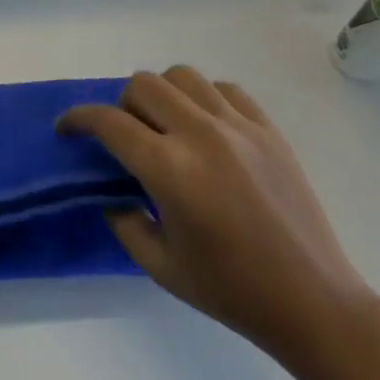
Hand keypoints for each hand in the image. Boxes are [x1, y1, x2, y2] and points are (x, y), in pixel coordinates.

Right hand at [59, 68, 375, 368]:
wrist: (313, 302)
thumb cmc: (230, 290)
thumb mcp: (158, 264)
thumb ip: (122, 220)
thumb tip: (110, 190)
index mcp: (171, 170)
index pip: (109, 122)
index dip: (78, 119)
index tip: (66, 129)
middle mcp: (202, 135)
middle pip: (143, 85)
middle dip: (120, 105)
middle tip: (122, 136)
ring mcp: (240, 128)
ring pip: (183, 76)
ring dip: (161, 94)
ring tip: (164, 126)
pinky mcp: (269, 130)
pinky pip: (225, 89)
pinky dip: (204, 98)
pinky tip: (205, 128)